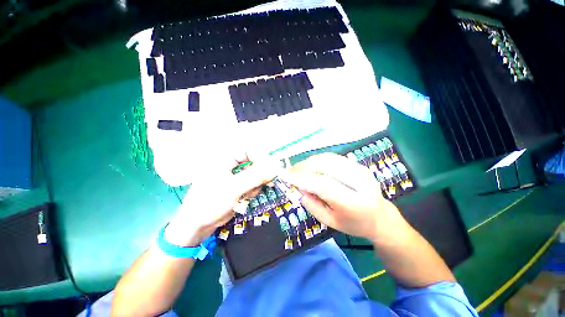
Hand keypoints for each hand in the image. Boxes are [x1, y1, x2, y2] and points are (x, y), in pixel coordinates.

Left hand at [165, 157, 279, 245]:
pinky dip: (253, 190)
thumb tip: (275, 167)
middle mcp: (230, 166)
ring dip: (256, 184)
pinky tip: (246, 198)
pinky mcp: (237, 188)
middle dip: (260, 173)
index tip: (271, 167)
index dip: (261, 157)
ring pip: (254, 175)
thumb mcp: (234, 188)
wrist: (196, 227)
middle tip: (268, 181)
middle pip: (253, 163)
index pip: (248, 151)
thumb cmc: (210, 202)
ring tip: (249, 194)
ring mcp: (234, 178)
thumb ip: (255, 177)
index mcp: (224, 160)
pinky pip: (251, 184)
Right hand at [279, 153, 404, 241]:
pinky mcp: (359, 164)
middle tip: (290, 172)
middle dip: (303, 167)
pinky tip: (310, 165)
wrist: (380, 217)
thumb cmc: (353, 224)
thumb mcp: (329, 221)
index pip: (323, 185)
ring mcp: (361, 170)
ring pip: (328, 158)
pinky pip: (333, 157)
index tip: (284, 175)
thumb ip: (311, 204)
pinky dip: (318, 159)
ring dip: (309, 161)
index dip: (301, 178)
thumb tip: (298, 186)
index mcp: (354, 203)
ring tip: (298, 168)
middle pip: (325, 166)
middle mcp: (360, 182)